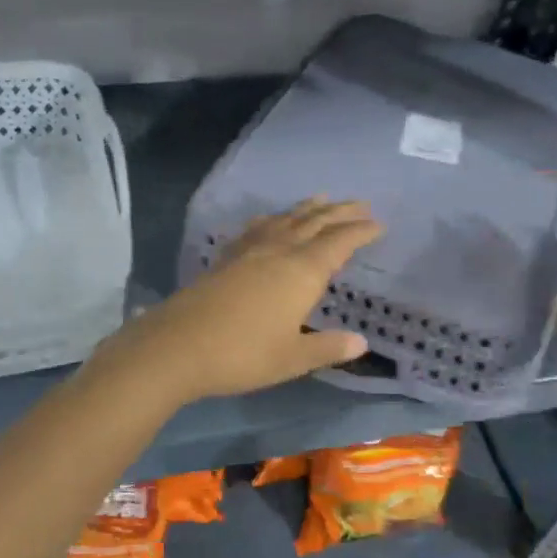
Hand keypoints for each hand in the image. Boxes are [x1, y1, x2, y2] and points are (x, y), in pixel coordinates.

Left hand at [112, 199, 382, 402]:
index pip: (340, 243)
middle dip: (340, 212)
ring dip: (306, 209)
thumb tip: (361, 343)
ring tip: (321, 199)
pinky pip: (256, 228)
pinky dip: (271, 219)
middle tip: (360, 204)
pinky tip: (269, 219)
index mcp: (302, 272)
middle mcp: (278, 252)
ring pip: (284, 220)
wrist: (177, 347)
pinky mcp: (225, 259)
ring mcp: (248, 252)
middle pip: (314, 222)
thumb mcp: (293, 358)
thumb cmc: (243, 355)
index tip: (379, 224)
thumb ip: (328, 347)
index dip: (361, 232)